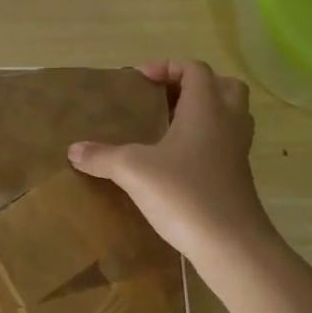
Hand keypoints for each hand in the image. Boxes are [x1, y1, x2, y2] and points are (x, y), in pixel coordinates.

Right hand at [68, 59, 274, 264]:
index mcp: (206, 108)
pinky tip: (176, 161)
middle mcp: (228, 122)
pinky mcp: (237, 177)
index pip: (194, 69)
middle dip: (193, 86)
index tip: (140, 81)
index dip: (167, 67)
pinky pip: (225, 144)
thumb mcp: (133, 170)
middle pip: (222, 86)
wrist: (231, 245)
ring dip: (203, 113)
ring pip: (229, 116)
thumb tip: (73, 150)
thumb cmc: (184, 194)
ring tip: (168, 127)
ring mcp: (237, 151)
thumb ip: (102, 156)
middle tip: (162, 99)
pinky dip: (205, 142)